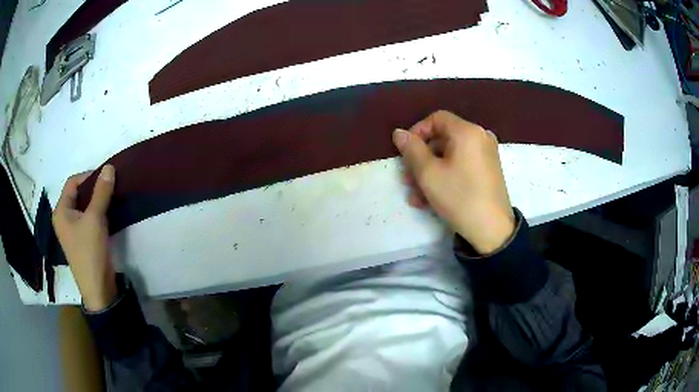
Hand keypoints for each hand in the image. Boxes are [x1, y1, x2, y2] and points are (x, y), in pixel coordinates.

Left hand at [53, 165, 116, 310]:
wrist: (98, 288)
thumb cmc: (89, 251)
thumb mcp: (95, 219)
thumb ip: (101, 192)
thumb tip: (109, 167)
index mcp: (61, 211)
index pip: (72, 183)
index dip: (88, 176)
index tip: (106, 177)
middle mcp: (64, 218)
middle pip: (78, 194)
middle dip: (94, 188)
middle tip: (110, 186)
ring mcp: (73, 230)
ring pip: (84, 206)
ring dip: (97, 200)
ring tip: (111, 198)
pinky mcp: (82, 239)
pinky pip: (88, 218)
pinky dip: (97, 212)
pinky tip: (108, 212)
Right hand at [393, 111, 514, 254]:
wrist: (492, 230)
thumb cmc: (459, 196)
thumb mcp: (428, 173)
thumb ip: (411, 149)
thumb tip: (399, 132)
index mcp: (467, 131)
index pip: (436, 118)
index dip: (417, 132)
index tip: (405, 152)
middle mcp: (480, 137)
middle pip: (443, 139)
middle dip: (421, 158)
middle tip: (407, 178)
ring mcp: (486, 155)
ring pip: (450, 156)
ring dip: (430, 172)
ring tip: (416, 195)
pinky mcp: (488, 171)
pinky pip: (462, 166)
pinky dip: (446, 176)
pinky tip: (430, 199)